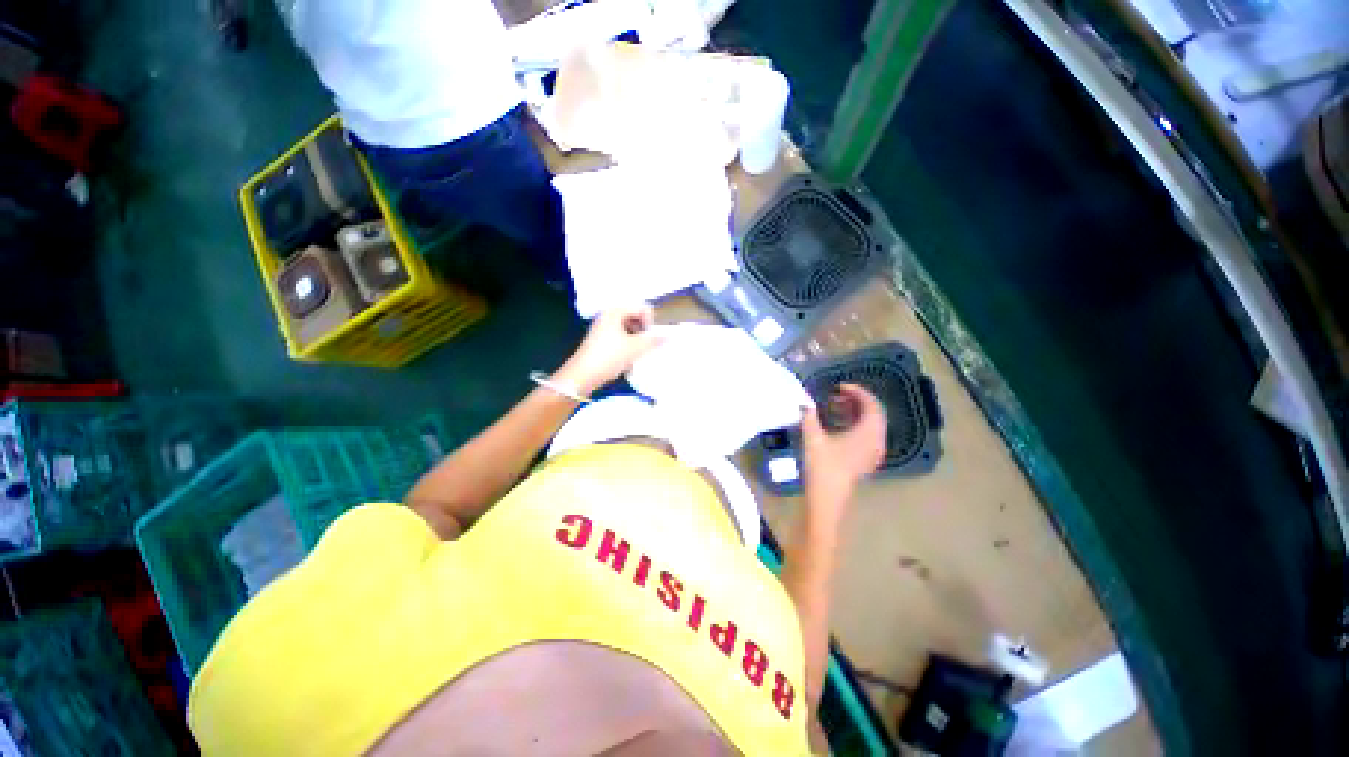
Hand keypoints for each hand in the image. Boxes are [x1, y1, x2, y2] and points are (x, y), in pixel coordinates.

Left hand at [555, 303, 662, 396]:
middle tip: (645, 346)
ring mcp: (603, 328)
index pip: (642, 308)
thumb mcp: (635, 349)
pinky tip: (628, 358)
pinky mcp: (600, 340)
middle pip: (635, 316)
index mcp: (615, 311)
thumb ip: (654, 340)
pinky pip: (620, 336)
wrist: (581, 376)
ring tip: (637, 354)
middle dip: (644, 330)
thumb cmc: (608, 357)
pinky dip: (627, 345)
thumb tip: (670, 335)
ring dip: (637, 339)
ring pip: (628, 328)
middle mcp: (608, 315)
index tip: (649, 338)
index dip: (650, 322)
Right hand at [799, 384, 886, 511]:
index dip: (857, 392)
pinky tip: (839, 426)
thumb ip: (809, 415)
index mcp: (868, 432)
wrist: (827, 498)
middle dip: (857, 401)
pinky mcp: (867, 461)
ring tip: (836, 407)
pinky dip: (856, 425)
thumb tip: (804, 401)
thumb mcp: (812, 437)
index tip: (839, 386)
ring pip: (871, 425)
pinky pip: (868, 435)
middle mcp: (876, 441)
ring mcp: (874, 453)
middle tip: (837, 394)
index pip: (871, 404)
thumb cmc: (822, 466)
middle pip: (874, 414)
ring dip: (856, 413)